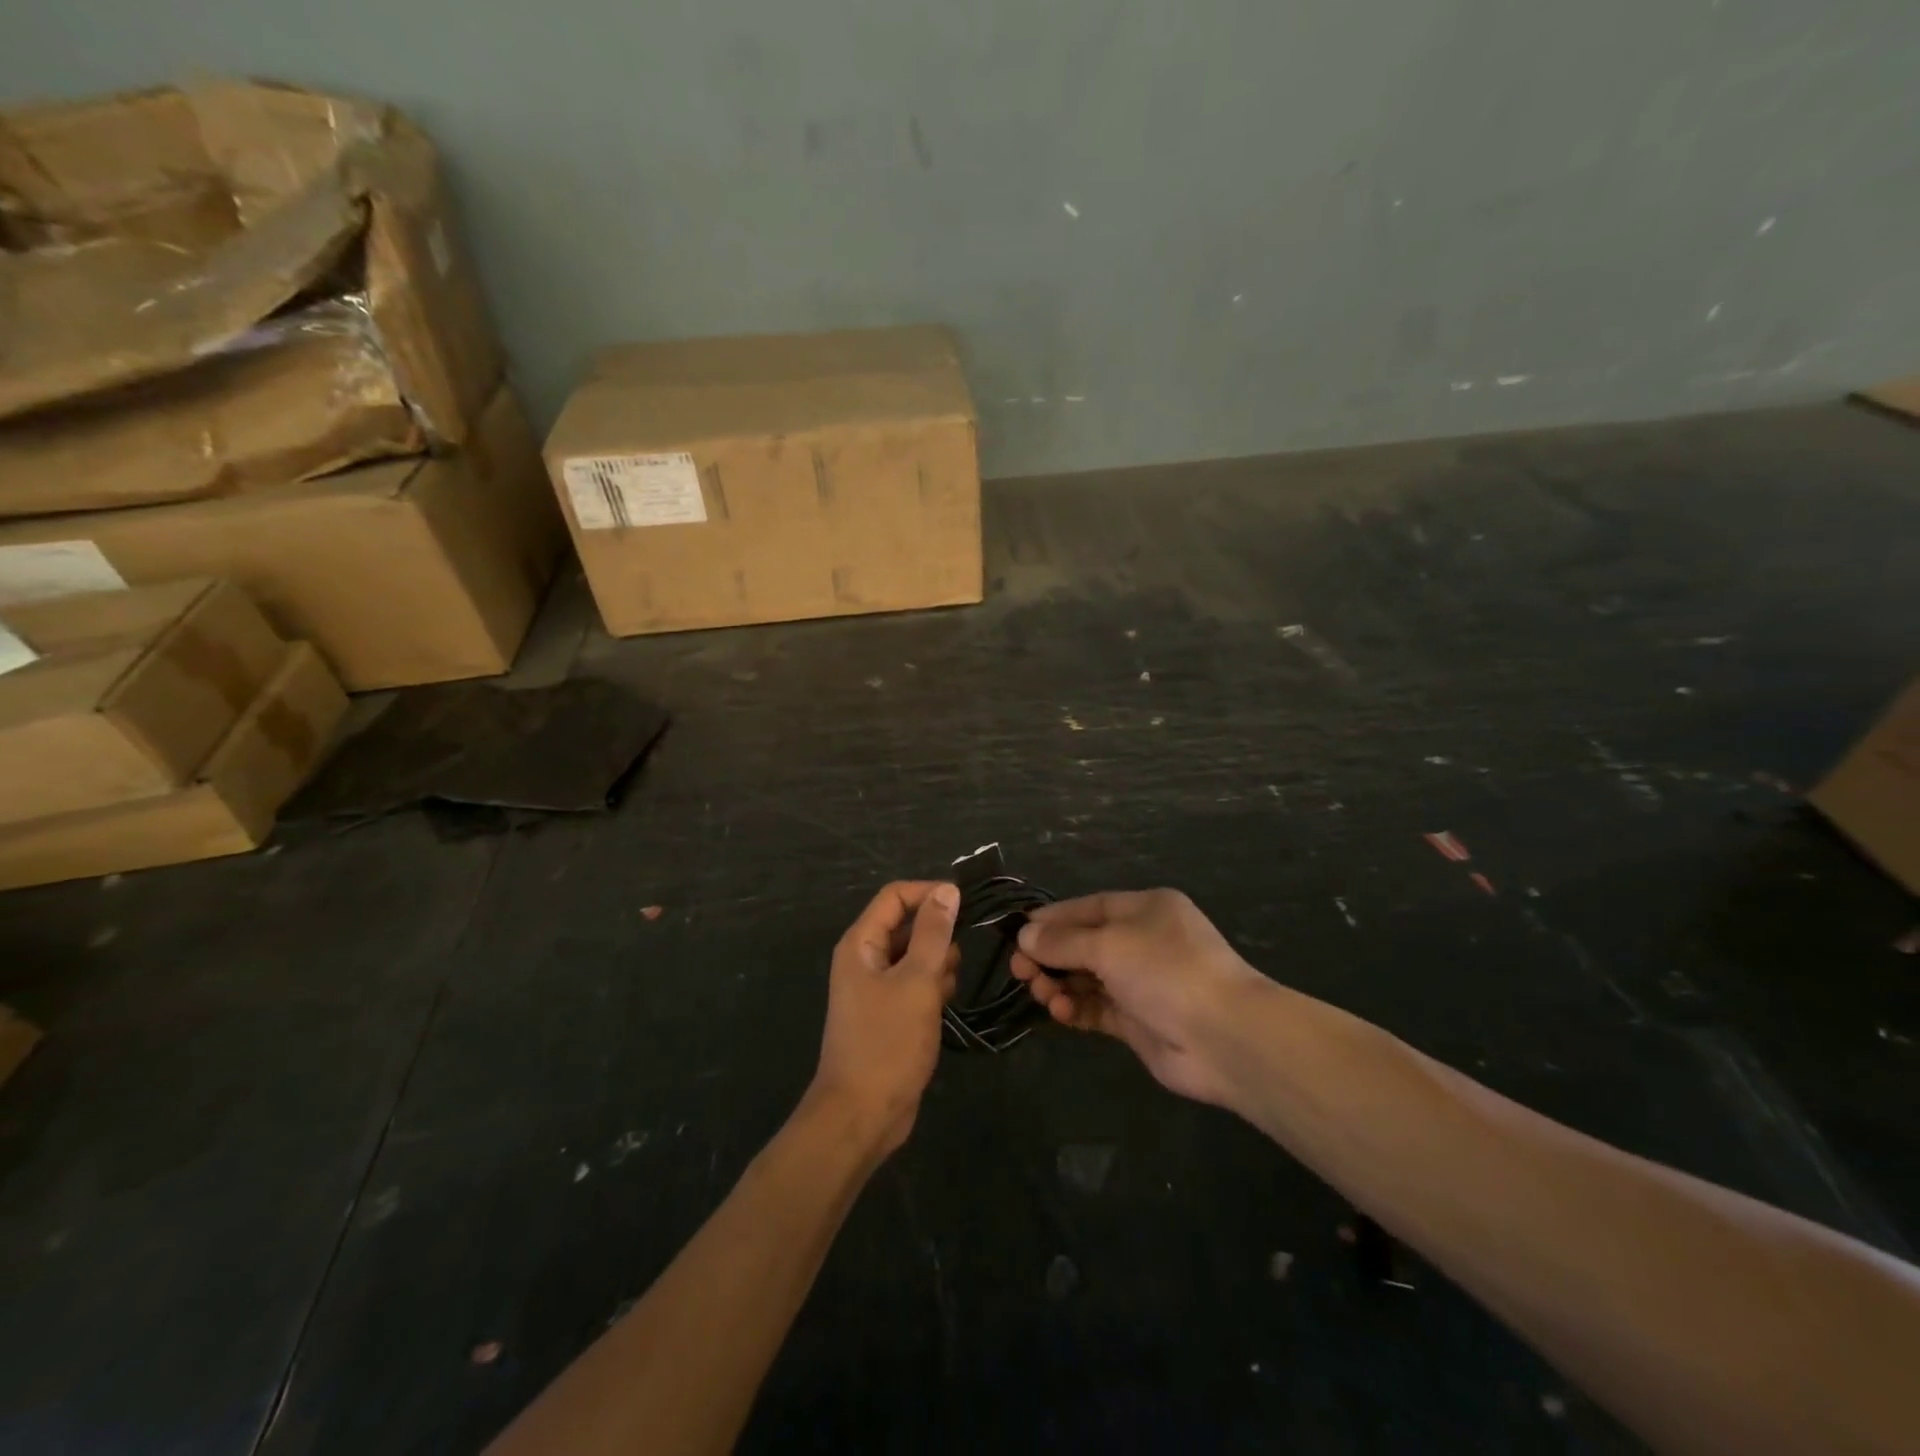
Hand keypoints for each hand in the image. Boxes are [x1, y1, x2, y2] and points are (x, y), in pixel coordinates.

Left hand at [810, 881, 959, 1157]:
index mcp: (861, 943)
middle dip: (937, 934)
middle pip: (906, 924)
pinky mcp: (888, 1012)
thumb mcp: (917, 982)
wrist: (862, 1115)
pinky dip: (932, 986)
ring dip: (937, 963)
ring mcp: (875, 987)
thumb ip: (933, 933)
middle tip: (958, 957)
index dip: (929, 894)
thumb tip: (947, 891)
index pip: (895, 896)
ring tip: (948, 986)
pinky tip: (945, 1003)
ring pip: (914, 954)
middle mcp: (864, 958)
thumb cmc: (888, 1043)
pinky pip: (915, 982)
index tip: (967, 905)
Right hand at [1011, 889, 1264, 1105]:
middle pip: (1083, 943)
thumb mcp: (1109, 945)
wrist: (1224, 1037)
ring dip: (1059, 984)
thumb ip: (1063, 941)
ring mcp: (1142, 983)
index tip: (1017, 933)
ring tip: (1041, 994)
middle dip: (1050, 956)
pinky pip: (1096, 1008)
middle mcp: (1143, 941)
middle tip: (1019, 971)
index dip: (1051, 919)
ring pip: (1086, 978)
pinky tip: (1059, 1012)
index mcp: (1145, 909)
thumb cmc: (1167, 971)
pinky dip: (1075, 1008)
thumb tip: (1024, 936)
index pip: (1087, 907)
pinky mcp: (1139, 1021)